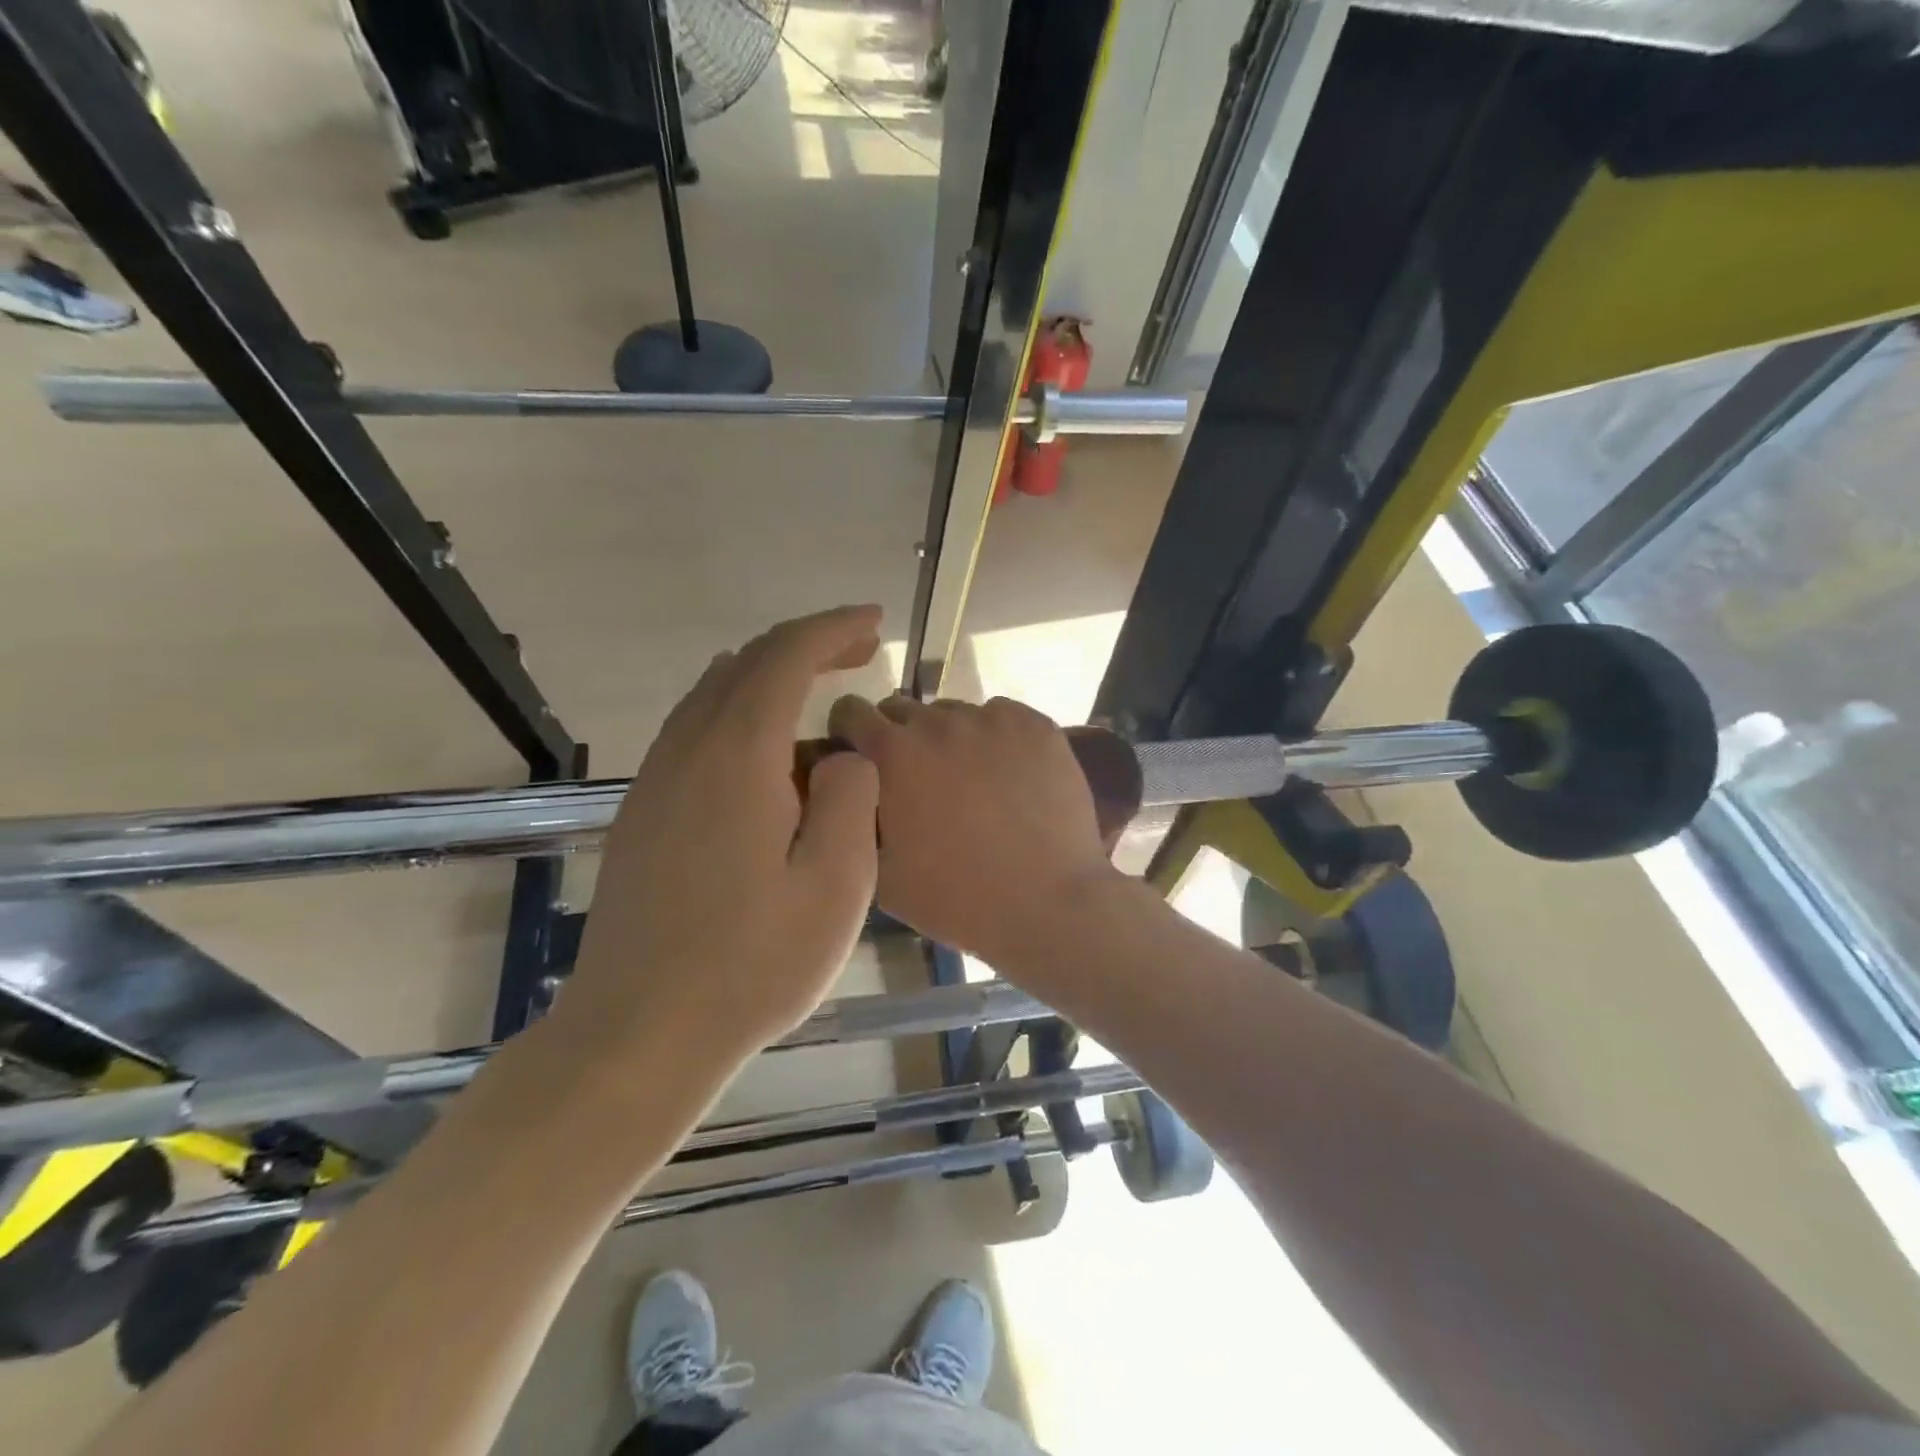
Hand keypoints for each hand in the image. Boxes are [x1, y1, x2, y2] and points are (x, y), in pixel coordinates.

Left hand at [562, 606, 883, 1058]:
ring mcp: (656, 782)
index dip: (833, 628)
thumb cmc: (751, 965)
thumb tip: (843, 755)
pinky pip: (695, 731)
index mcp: (738, 757)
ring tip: (822, 700)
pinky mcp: (643, 813)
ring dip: (770, 678)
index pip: (785, 657)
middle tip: (859, 653)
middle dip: (806, 645)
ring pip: (713, 694)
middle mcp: (688, 751)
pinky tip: (771, 756)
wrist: (638, 1032)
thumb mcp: (837, 885)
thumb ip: (852, 799)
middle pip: (745, 664)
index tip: (874, 622)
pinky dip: (740, 714)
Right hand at [826, 694, 1117, 966]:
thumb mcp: (878, 872)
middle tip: (918, 778)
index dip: (850, 730)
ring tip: (971, 780)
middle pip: (903, 710)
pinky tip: (1010, 775)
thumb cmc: (956, 898)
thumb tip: (854, 789)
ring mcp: (991, 719)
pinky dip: (996, 738)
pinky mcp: (1036, 725)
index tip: (860, 753)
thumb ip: (857, 817)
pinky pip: (1001, 717)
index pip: (851, 711)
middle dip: (899, 737)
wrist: (1048, 903)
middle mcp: (938, 722)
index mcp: (892, 754)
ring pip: (955, 714)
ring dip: (950, 738)